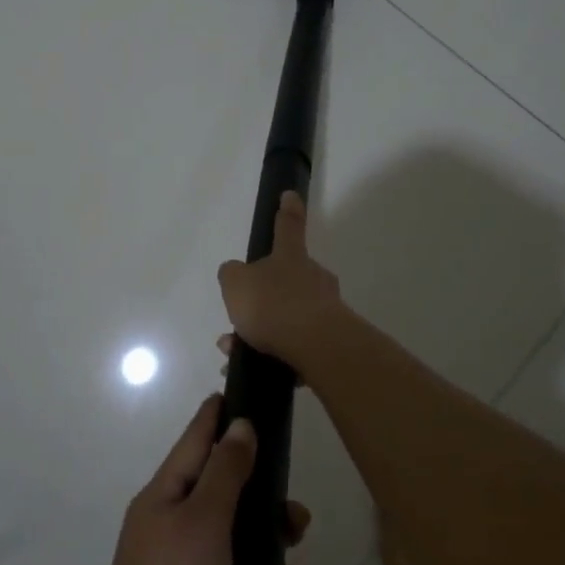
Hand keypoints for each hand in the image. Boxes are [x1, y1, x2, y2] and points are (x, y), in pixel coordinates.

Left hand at [92, 395, 316, 564]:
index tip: (243, 392)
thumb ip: (227, 470)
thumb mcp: (203, 520)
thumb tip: (239, 422)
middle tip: (298, 523)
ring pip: (244, 550)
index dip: (218, 415)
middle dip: (269, 510)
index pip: (196, 439)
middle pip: (229, 498)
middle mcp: (173, 528)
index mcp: (166, 496)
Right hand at [217, 191, 344, 370]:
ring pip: (287, 317)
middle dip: (260, 301)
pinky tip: (257, 369)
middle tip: (238, 322)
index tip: (290, 194)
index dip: (287, 210)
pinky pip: (297, 345)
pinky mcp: (331, 340)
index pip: (288, 226)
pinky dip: (275, 355)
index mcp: (291, 257)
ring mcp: (326, 308)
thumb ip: (232, 275)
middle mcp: (313, 278)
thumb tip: (237, 275)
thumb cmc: (273, 304)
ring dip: (260, 333)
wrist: (315, 345)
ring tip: (235, 353)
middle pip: (285, 281)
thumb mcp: (235, 283)